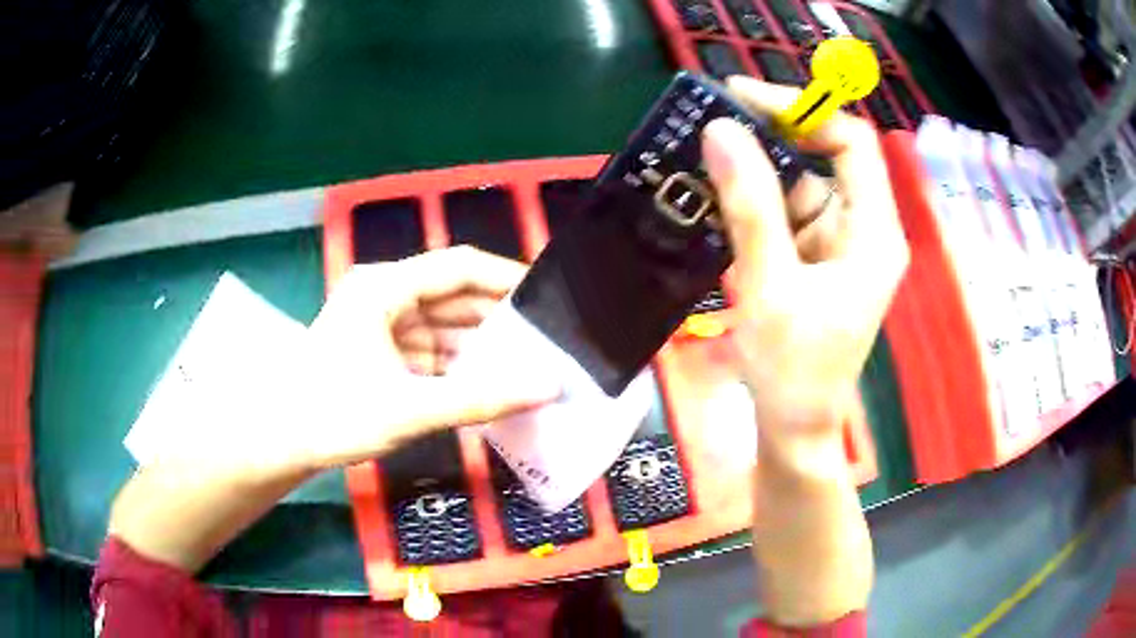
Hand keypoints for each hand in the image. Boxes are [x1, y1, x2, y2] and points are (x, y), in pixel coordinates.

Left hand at [109, 247, 558, 572]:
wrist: (279, 442)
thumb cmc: (333, 414)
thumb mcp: (410, 407)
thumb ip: (480, 398)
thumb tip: (545, 387)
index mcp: (385, 289)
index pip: (458, 266)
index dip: (505, 277)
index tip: (546, 299)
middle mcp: (383, 297)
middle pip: (452, 296)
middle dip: (496, 319)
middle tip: (543, 341)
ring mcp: (378, 325)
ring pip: (441, 326)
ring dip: (476, 347)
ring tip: (523, 366)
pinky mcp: (376, 352)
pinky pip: (427, 350)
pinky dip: (454, 366)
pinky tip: (484, 384)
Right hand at [704, 77, 908, 460]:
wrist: (793, 430)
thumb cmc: (792, 371)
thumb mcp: (768, 285)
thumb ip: (749, 205)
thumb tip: (720, 130)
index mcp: (873, 232)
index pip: (851, 142)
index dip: (803, 109)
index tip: (743, 99)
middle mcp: (863, 228)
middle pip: (825, 157)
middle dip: (771, 138)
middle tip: (713, 126)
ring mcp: (840, 243)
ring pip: (801, 184)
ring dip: (755, 173)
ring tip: (702, 164)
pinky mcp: (817, 258)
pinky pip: (788, 213)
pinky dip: (754, 204)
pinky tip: (717, 203)